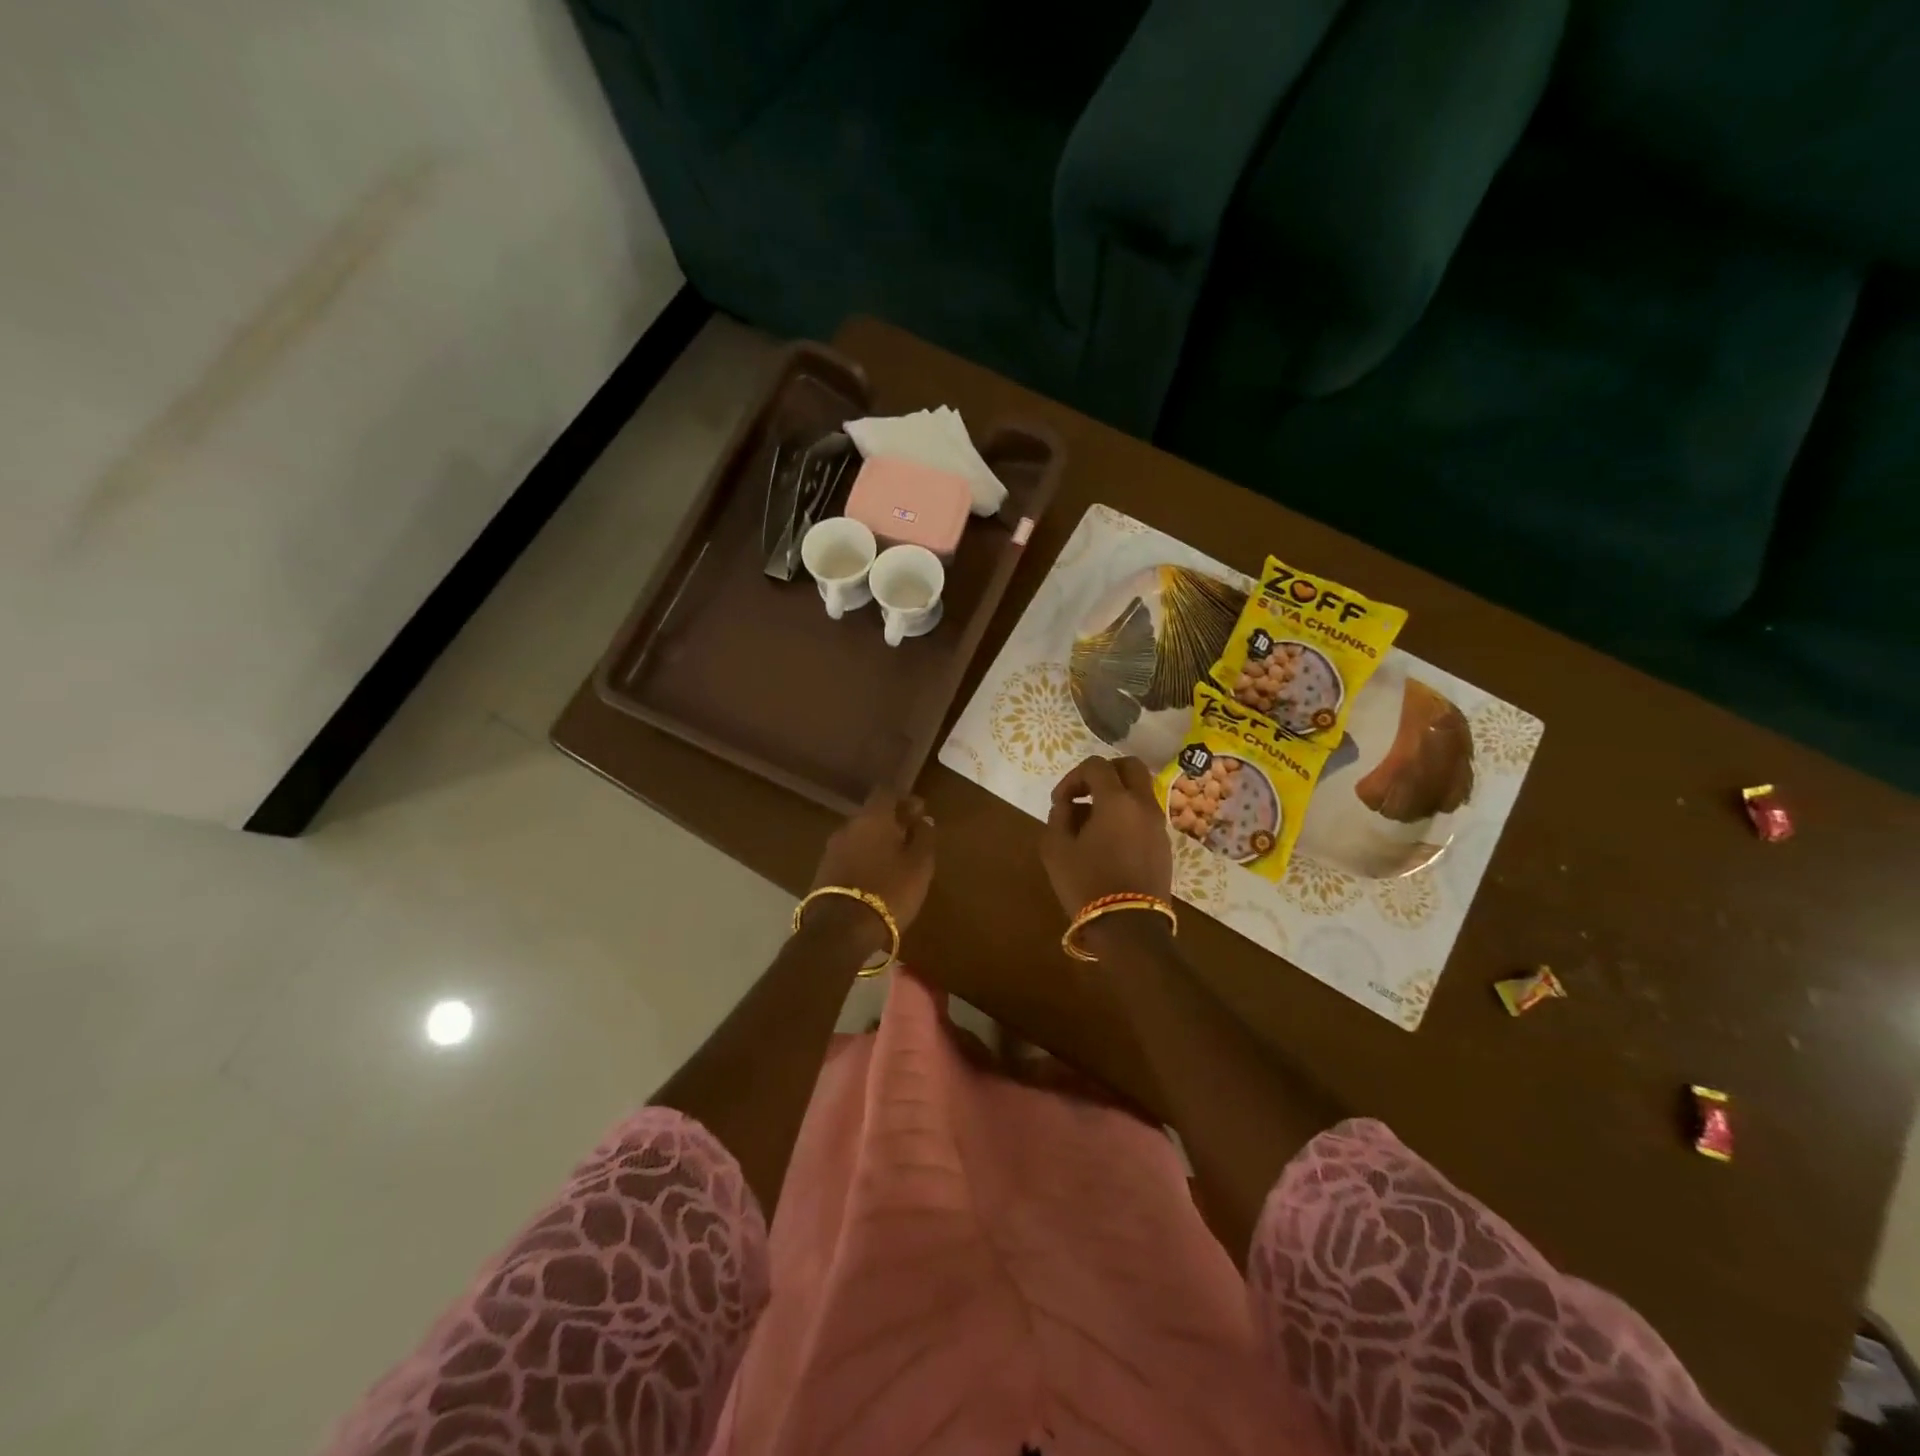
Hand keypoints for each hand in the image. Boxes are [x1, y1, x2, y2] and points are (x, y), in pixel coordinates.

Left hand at [809, 788, 936, 944]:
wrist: (840, 930)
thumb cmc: (889, 891)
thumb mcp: (919, 865)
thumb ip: (924, 838)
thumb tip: (924, 820)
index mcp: (873, 817)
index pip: (886, 792)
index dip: (903, 799)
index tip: (918, 813)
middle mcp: (848, 826)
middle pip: (871, 815)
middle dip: (890, 823)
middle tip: (910, 839)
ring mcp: (831, 850)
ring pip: (858, 837)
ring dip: (875, 844)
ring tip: (894, 862)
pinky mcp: (822, 873)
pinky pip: (848, 857)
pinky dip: (862, 861)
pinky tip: (875, 878)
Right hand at [1041, 755, 1172, 916]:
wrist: (1129, 928)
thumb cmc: (1086, 884)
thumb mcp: (1055, 849)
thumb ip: (1058, 816)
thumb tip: (1068, 804)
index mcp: (1116, 800)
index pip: (1096, 766)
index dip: (1073, 777)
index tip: (1060, 801)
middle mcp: (1143, 805)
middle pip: (1129, 767)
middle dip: (1104, 773)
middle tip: (1084, 793)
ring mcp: (1158, 825)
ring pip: (1140, 791)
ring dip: (1116, 795)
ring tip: (1092, 823)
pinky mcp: (1164, 845)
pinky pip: (1145, 815)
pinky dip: (1127, 815)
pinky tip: (1109, 842)